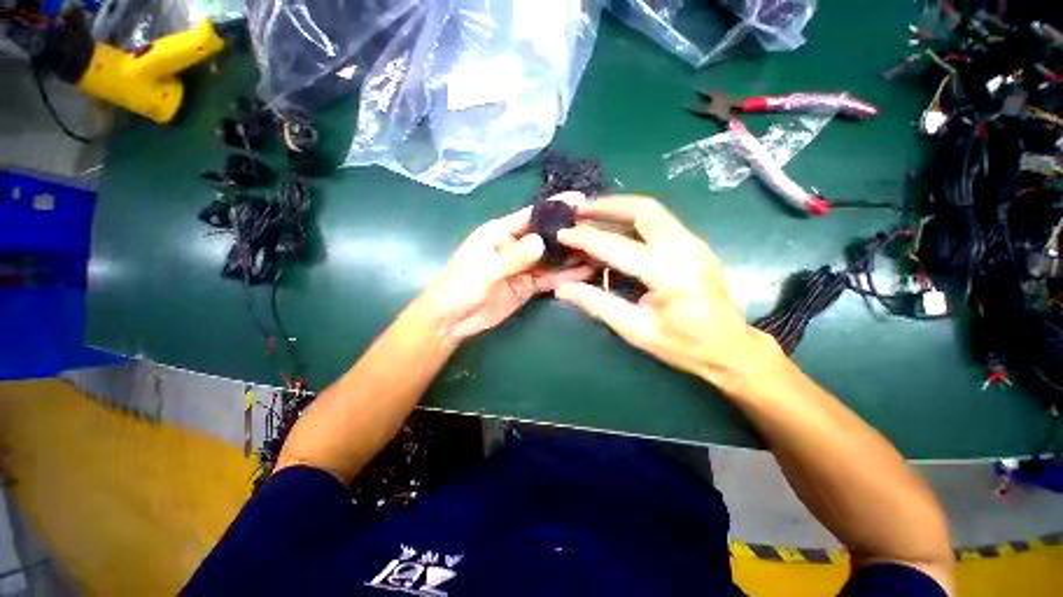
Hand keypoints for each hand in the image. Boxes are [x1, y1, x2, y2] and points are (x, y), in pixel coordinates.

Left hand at [423, 193, 592, 342]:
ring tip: (599, 251)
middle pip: (546, 236)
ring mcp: (523, 266)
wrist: (453, 320)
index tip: (582, 200)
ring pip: (552, 258)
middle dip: (570, 232)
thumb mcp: (483, 271)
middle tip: (599, 230)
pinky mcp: (528, 285)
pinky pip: (550, 278)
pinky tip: (585, 273)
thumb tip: (540, 242)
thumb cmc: (459, 288)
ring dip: (572, 255)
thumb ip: (511, 257)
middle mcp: (515, 246)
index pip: (531, 215)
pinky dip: (566, 276)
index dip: (555, 207)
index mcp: (500, 233)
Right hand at [554, 196, 778, 384]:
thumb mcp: (636, 330)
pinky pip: (661, 221)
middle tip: (579, 209)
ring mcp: (695, 243)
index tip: (562, 233)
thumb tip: (563, 288)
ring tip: (592, 213)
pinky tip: (617, 228)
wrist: (732, 348)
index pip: (617, 247)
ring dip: (620, 207)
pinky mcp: (696, 245)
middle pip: (643, 210)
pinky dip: (633, 219)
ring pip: (653, 211)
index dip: (585, 238)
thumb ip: (598, 304)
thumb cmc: (684, 346)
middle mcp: (686, 250)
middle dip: (607, 205)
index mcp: (670, 276)